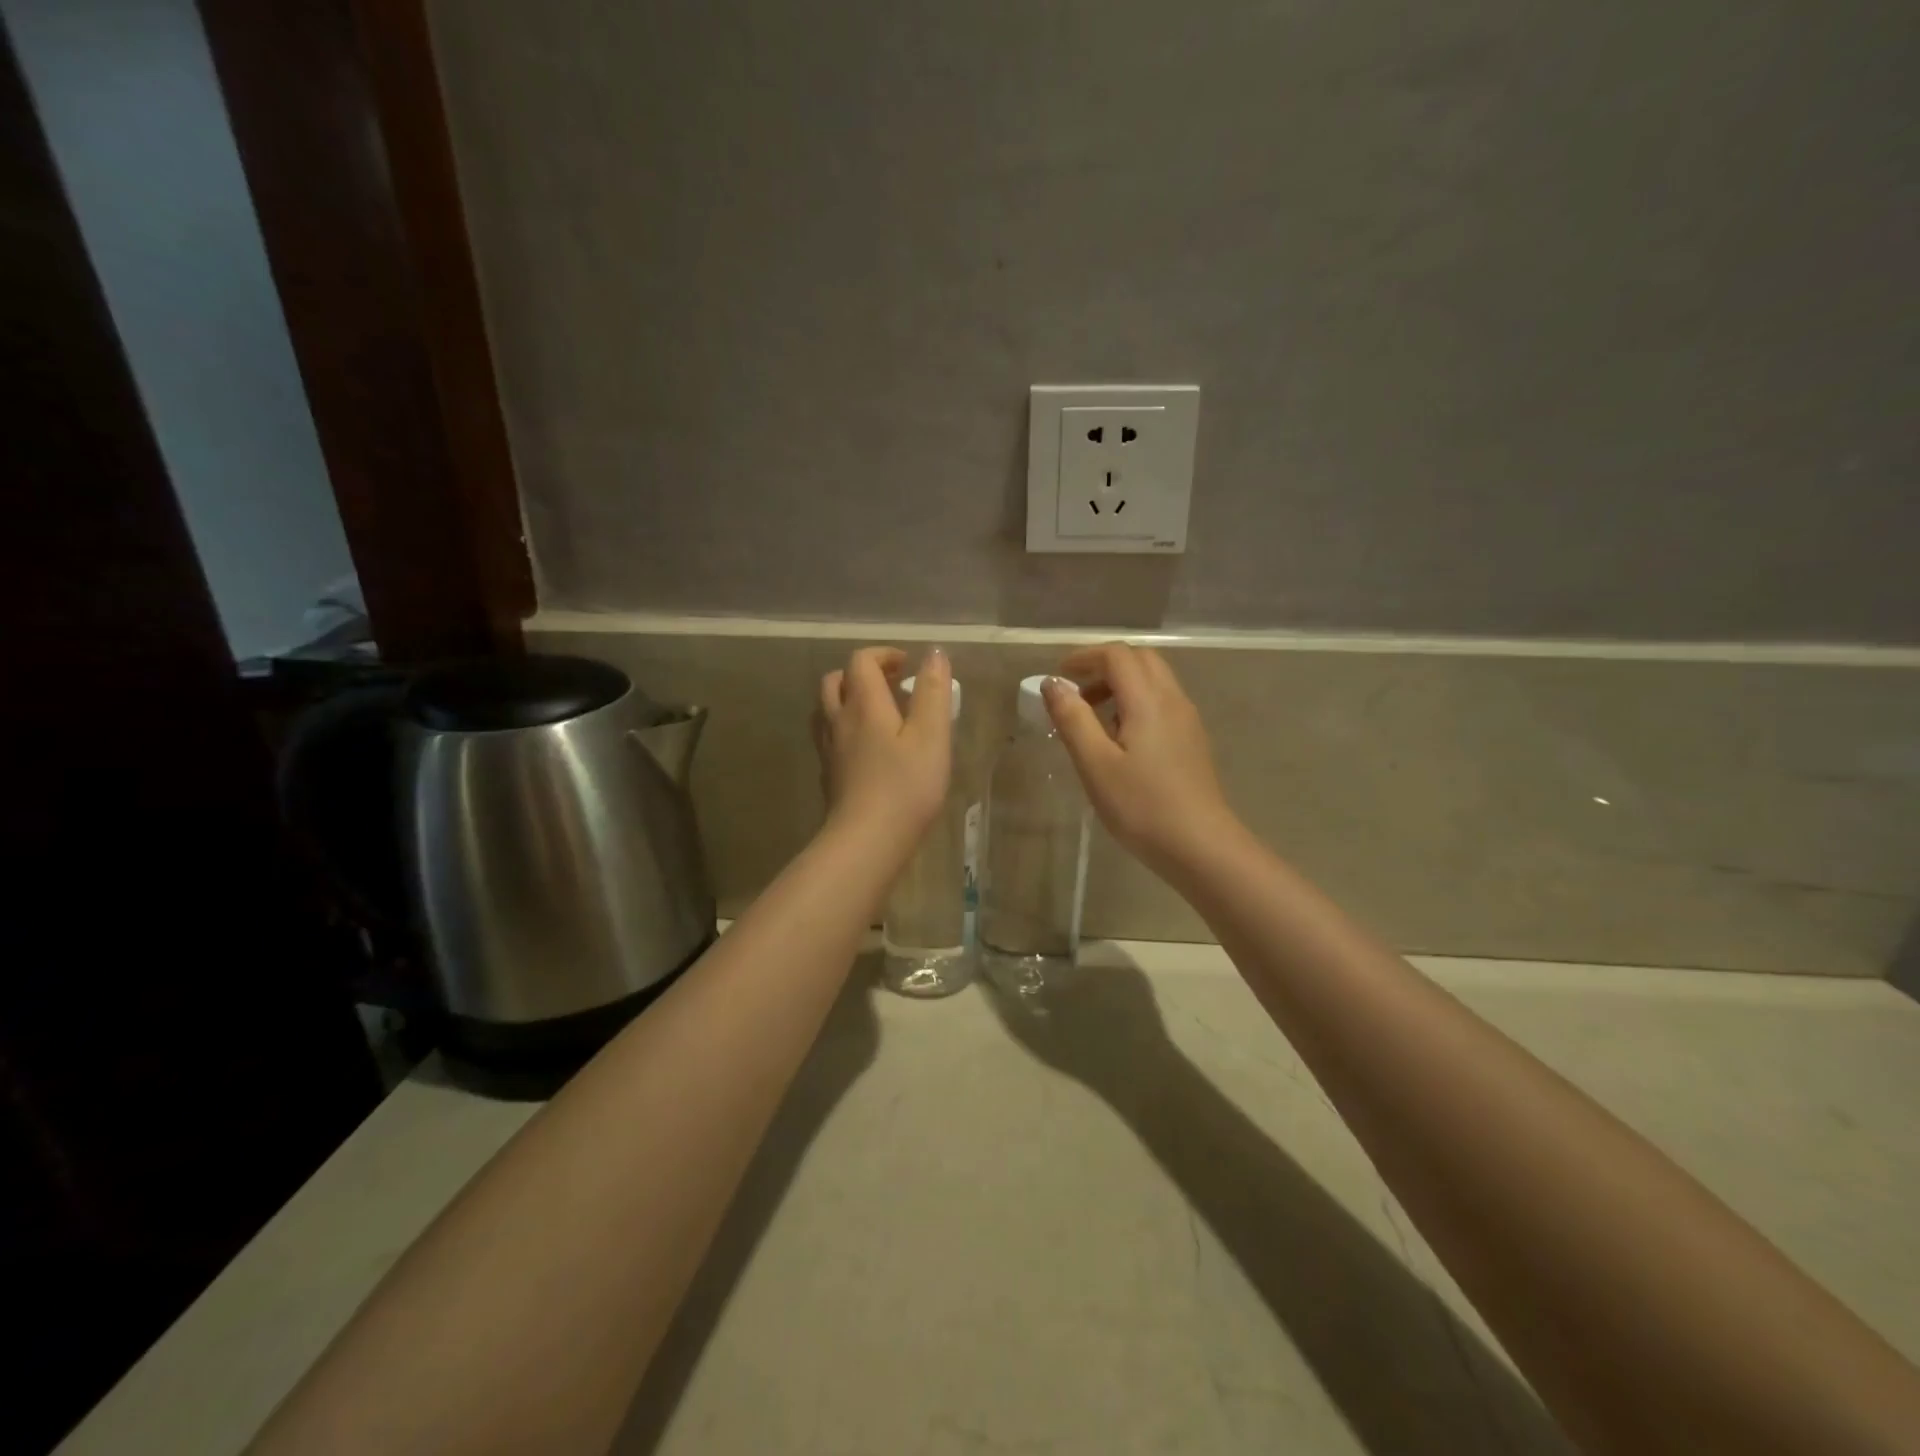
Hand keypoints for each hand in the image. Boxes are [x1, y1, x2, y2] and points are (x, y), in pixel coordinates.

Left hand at [813, 646, 951, 850]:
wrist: (867, 840)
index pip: (861, 661)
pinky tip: (868, 748)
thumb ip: (932, 691)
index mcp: (863, 704)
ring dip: (848, 699)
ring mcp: (829, 750)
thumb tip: (933, 653)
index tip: (907, 665)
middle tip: (892, 684)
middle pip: (836, 680)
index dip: (883, 655)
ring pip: (827, 709)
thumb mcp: (931, 735)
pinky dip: (846, 728)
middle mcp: (839, 720)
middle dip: (862, 673)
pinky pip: (830, 737)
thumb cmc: (906, 786)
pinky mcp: (829, 775)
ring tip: (878, 712)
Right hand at [1043, 643, 1237, 877]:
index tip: (1058, 677)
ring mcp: (1187, 720)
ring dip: (1121, 685)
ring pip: (1154, 681)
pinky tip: (1120, 740)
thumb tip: (1053, 683)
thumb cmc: (1141, 806)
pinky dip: (1136, 703)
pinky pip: (1162, 703)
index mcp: (1148, 700)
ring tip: (1092, 719)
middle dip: (1104, 666)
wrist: (1200, 846)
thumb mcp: (1095, 764)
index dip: (1084, 657)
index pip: (1117, 655)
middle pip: (1140, 660)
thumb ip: (1072, 718)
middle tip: (1075, 693)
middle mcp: (1173, 700)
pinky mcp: (1192, 741)